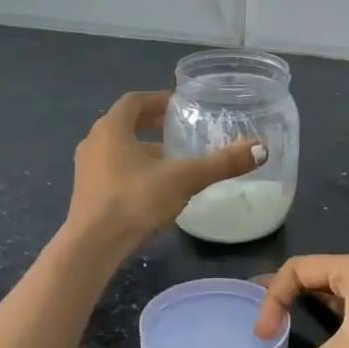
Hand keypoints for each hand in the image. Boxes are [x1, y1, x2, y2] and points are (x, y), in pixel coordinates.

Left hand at [67, 90, 264, 250]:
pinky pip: (113, 170)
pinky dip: (134, 170)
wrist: (92, 248)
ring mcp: (87, 170)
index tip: (180, 106)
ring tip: (173, 160)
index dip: (158, 100)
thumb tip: (261, 149)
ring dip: (143, 149)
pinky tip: (155, 188)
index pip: (134, 101)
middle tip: (180, 129)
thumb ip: (221, 163)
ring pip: (118, 149)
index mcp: (111, 128)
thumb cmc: (134, 201)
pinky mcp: (87, 194)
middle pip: (125, 123)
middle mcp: (94, 142)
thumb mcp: (183, 179)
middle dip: (152, 125)